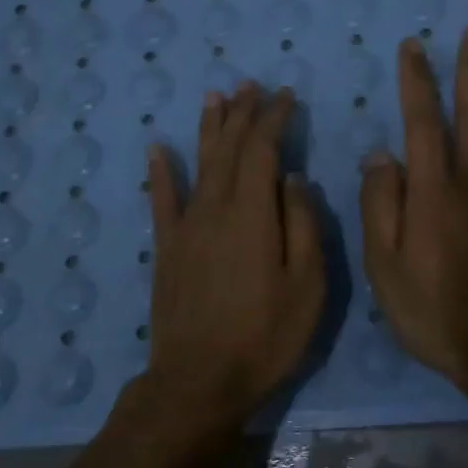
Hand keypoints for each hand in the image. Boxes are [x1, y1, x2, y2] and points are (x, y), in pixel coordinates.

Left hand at [124, 83, 324, 443]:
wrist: (199, 381)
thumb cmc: (266, 337)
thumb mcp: (308, 287)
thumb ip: (304, 227)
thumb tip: (294, 179)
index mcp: (253, 215)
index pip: (263, 151)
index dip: (274, 120)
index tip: (286, 97)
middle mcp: (215, 209)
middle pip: (229, 150)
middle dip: (243, 114)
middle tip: (252, 86)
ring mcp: (186, 228)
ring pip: (199, 164)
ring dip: (209, 129)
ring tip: (215, 98)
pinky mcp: (167, 249)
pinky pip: (162, 201)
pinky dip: (161, 172)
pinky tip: (159, 148)